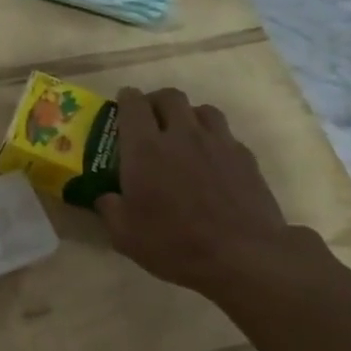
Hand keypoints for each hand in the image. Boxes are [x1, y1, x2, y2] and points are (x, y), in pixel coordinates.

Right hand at [97, 87, 307, 296]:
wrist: (243, 254)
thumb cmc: (174, 244)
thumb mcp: (125, 235)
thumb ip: (109, 209)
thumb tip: (106, 197)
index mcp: (145, 149)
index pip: (133, 104)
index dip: (125, 99)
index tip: (121, 105)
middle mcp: (181, 135)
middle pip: (169, 96)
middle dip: (155, 101)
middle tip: (149, 119)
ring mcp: (218, 142)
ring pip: (201, 109)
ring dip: (187, 115)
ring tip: (182, 135)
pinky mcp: (245, 156)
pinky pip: (224, 133)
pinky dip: (212, 138)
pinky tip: (210, 160)